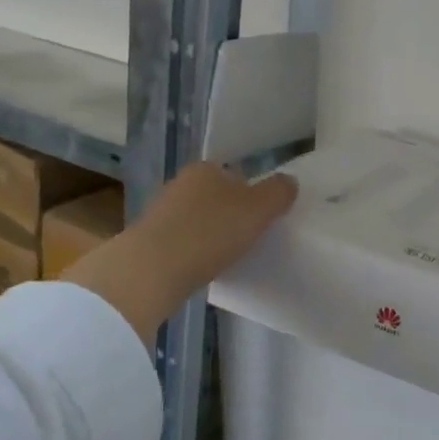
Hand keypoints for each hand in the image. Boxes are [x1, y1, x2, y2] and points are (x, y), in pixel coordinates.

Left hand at [63, 164, 296, 344]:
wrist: (152, 270)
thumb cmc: (210, 232)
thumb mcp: (258, 210)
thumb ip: (278, 193)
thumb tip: (289, 182)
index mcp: (205, 169)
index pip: (236, 175)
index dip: (252, 195)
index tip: (262, 219)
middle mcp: (180, 184)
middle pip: (216, 196)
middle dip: (231, 214)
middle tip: (249, 238)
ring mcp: (161, 212)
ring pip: (198, 219)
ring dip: (211, 234)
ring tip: (228, 256)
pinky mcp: (149, 241)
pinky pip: (183, 242)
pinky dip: (195, 252)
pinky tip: (204, 268)